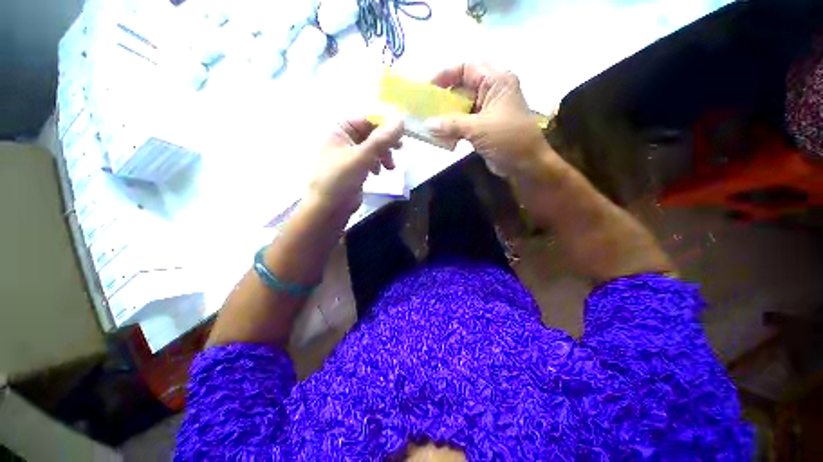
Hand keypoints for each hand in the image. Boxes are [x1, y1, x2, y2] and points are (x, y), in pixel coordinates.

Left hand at [309, 118, 403, 212]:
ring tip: (390, 167)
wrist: (329, 208)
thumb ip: (382, 139)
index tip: (401, 133)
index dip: (384, 124)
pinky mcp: (356, 168)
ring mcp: (351, 155)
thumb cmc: (341, 178)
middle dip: (385, 142)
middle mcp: (345, 139)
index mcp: (340, 130)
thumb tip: (401, 120)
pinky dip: (378, 163)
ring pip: (374, 147)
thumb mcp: (363, 156)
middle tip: (400, 148)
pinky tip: (379, 172)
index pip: (367, 119)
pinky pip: (371, 159)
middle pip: (371, 133)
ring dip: (384, 154)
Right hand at [428, 63, 553, 177]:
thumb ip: (451, 124)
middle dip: (444, 98)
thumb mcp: (478, 128)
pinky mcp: (483, 127)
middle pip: (462, 88)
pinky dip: (453, 129)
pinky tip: (441, 137)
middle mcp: (492, 92)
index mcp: (496, 81)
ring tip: (430, 124)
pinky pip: (464, 123)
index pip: (467, 68)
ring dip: (447, 116)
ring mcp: (487, 111)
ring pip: (462, 108)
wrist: (525, 164)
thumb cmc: (508, 139)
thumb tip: (427, 124)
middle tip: (426, 108)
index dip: (446, 75)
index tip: (429, 88)